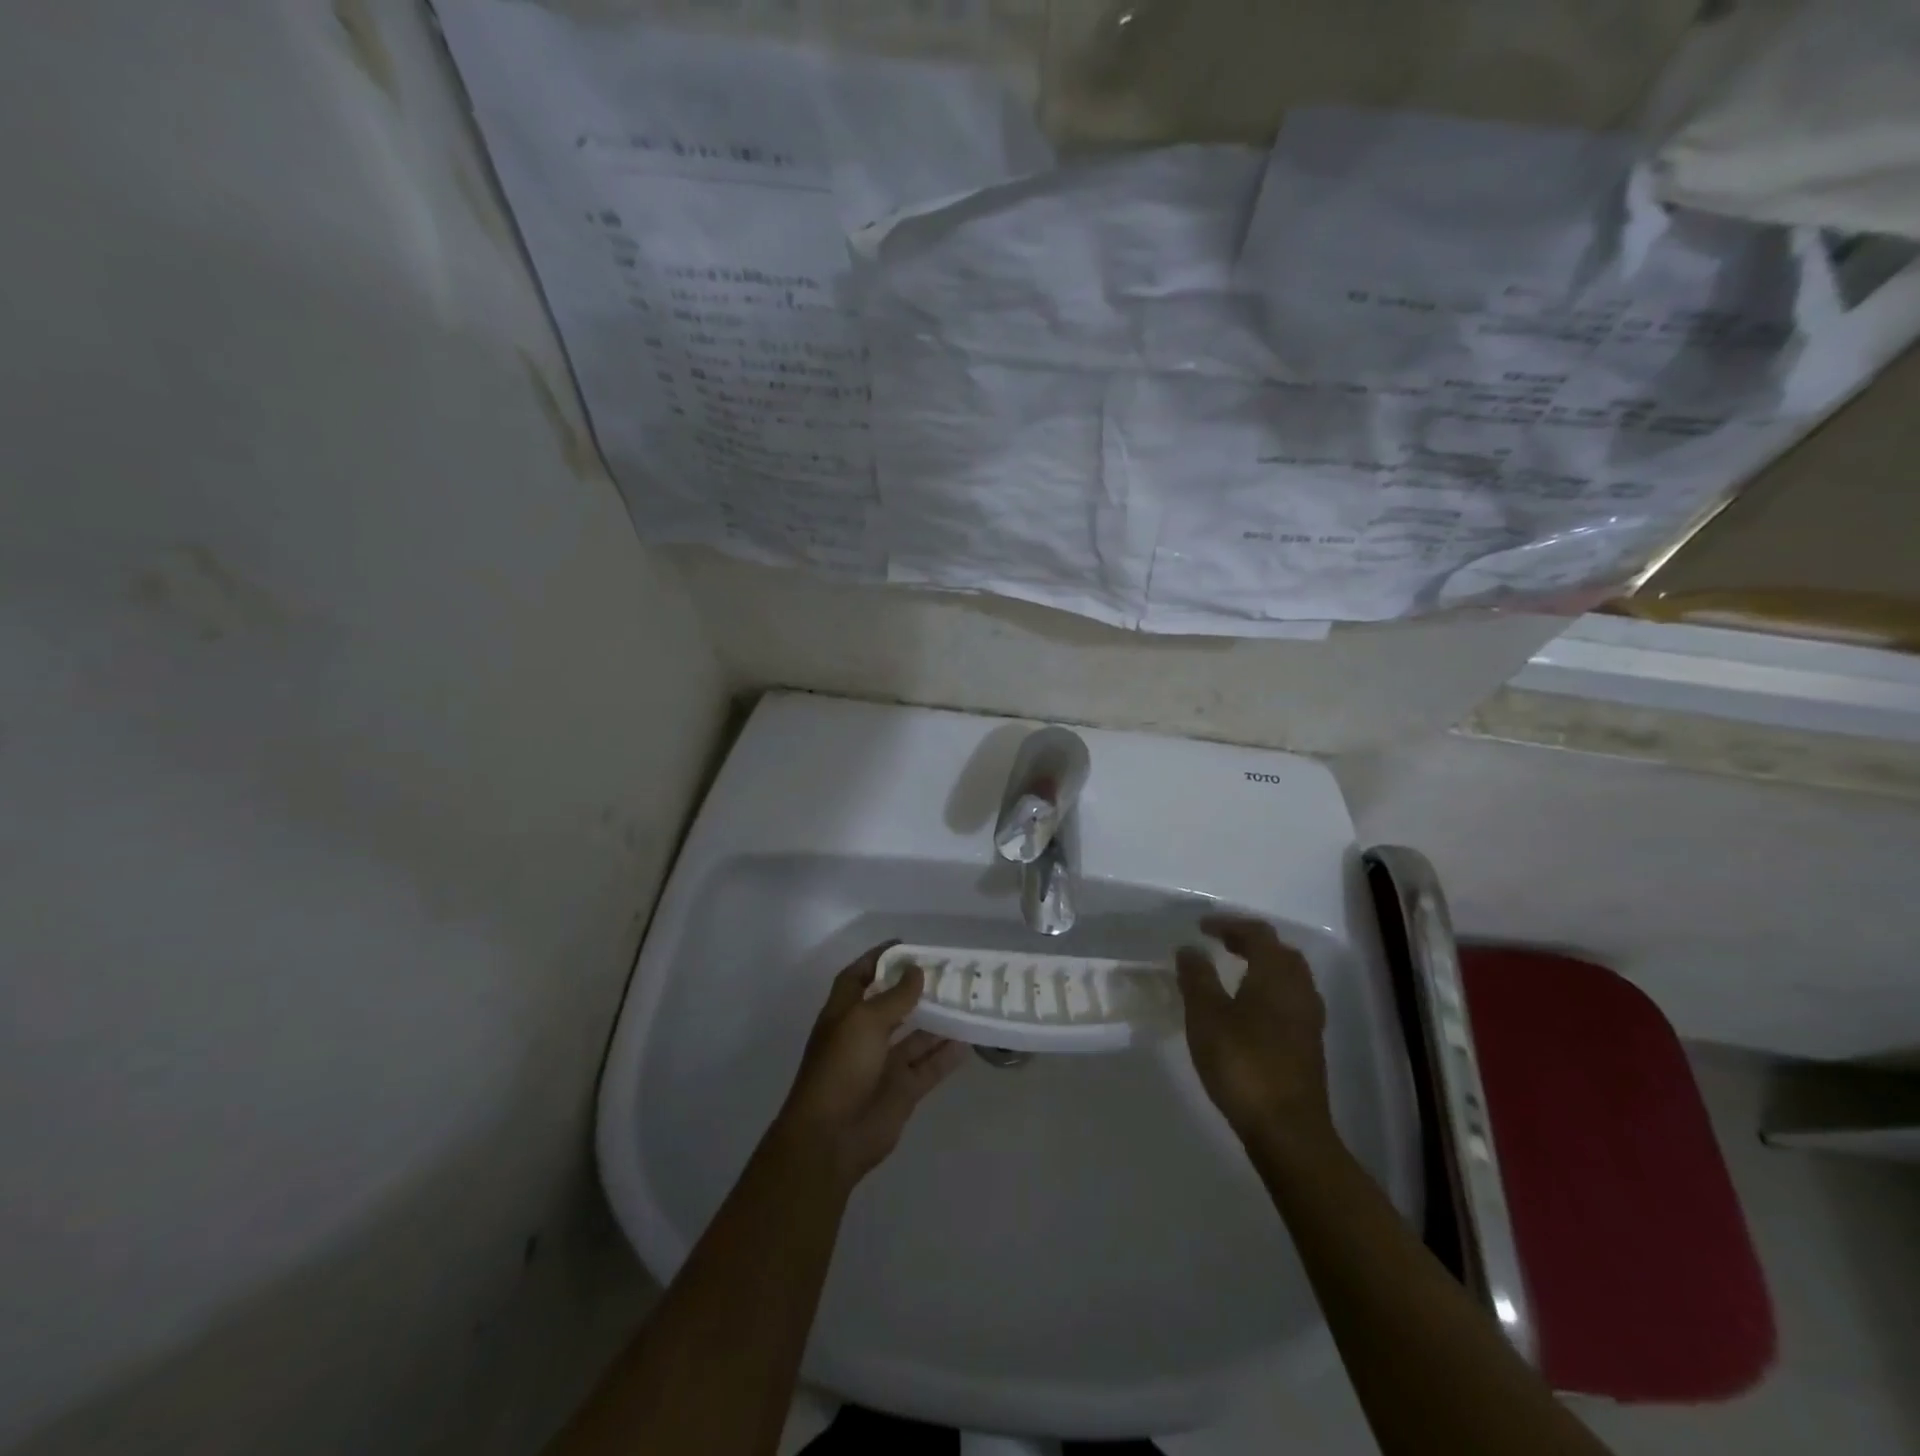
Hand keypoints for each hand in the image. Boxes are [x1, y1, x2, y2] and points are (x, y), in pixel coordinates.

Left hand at [773, 943, 966, 1186]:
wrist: (831, 1138)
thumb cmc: (840, 1068)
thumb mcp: (865, 1022)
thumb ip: (895, 996)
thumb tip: (916, 970)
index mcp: (845, 1013)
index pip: (860, 976)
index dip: (879, 959)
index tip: (907, 946)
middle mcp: (864, 1035)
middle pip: (893, 1005)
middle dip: (916, 989)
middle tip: (949, 972)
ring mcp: (884, 1064)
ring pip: (916, 1036)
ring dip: (938, 1020)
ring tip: (967, 1001)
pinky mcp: (902, 1090)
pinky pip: (929, 1066)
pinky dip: (947, 1054)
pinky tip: (969, 1039)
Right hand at [1177, 916, 1333, 1147]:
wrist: (1287, 1129)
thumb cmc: (1243, 1064)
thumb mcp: (1206, 1016)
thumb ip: (1197, 978)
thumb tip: (1190, 948)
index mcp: (1276, 975)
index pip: (1257, 933)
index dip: (1229, 924)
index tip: (1201, 927)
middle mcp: (1300, 990)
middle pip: (1280, 952)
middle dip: (1250, 942)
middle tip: (1221, 944)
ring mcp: (1309, 1019)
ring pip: (1289, 977)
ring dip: (1263, 966)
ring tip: (1233, 972)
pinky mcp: (1309, 1045)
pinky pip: (1290, 1000)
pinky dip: (1269, 990)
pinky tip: (1249, 1009)